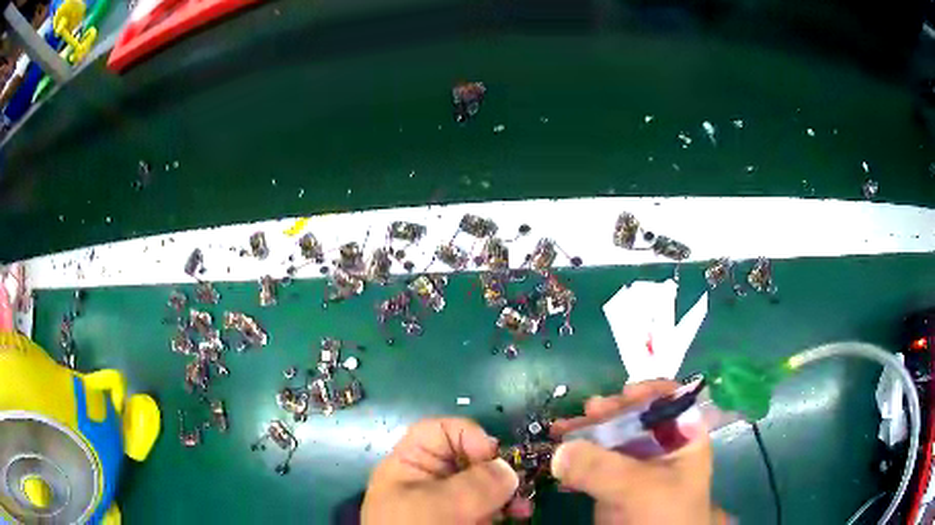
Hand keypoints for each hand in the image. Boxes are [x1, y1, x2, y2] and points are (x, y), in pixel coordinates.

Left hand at [362, 417, 520, 524]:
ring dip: (509, 492)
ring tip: (522, 507)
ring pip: (486, 484)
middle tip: (517, 485)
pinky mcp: (466, 521)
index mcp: (410, 466)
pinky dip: (508, 509)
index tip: (491, 457)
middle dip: (498, 469)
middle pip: (469, 458)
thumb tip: (507, 469)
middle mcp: (430, 481)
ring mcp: (449, 504)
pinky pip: (491, 507)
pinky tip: (519, 516)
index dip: (467, 435)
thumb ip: (476, 483)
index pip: (439, 431)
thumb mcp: (439, 506)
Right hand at [550, 380, 727, 524]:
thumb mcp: (641, 489)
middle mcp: (661, 446)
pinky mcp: (615, 485)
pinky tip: (559, 458)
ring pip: (610, 438)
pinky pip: (594, 464)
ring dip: (585, 433)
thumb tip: (560, 451)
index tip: (622, 393)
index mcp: (684, 438)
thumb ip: (603, 468)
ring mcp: (636, 466)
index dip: (649, 391)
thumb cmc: (665, 516)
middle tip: (586, 413)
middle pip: (635, 416)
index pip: (671, 400)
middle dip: (609, 412)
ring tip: (560, 429)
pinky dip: (576, 459)